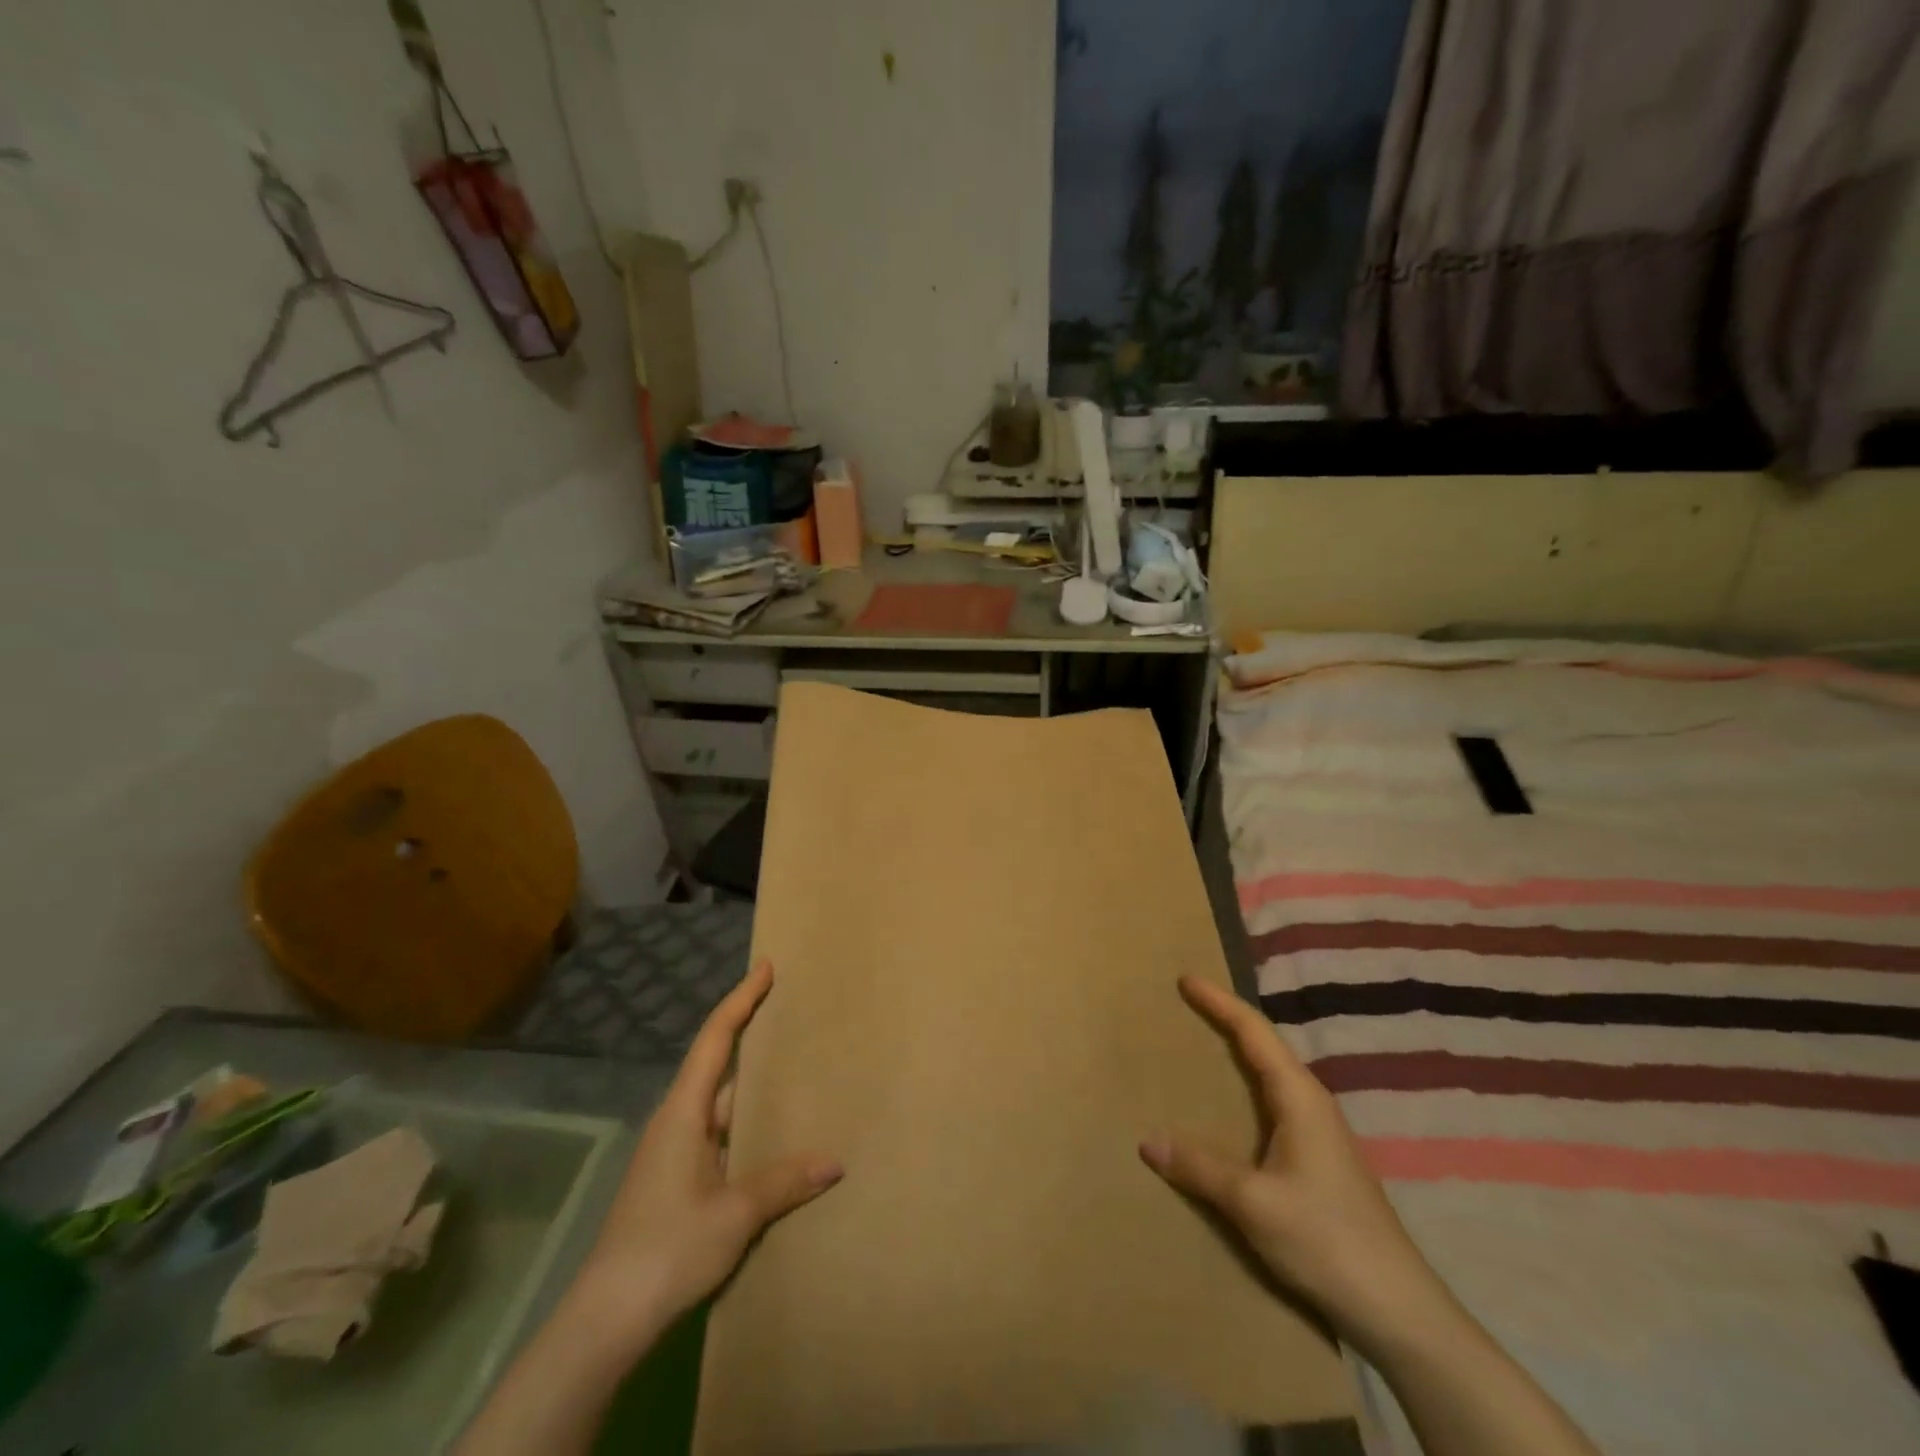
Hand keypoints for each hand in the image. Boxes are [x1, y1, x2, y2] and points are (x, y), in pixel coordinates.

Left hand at [574, 960, 842, 1350]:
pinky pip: (718, 1132)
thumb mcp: (734, 1214)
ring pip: (719, 1102)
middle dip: (750, 1032)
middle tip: (790, 1011)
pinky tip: (772, 1133)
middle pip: (717, 1062)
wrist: (606, 1320)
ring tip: (794, 1067)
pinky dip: (746, 1120)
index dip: (741, 999)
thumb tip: (836, 1161)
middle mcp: (677, 1120)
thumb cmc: (667, 1249)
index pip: (715, 1038)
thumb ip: (784, 1182)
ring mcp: (673, 1151)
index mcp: (684, 1111)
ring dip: (751, 1083)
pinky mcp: (675, 1179)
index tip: (766, 968)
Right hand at [1139, 976, 1453, 1358]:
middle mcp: (1311, 1103)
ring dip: (1236, 1054)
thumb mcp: (1253, 1202)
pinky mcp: (1318, 1160)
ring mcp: (1319, 1133)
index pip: (1253, 1031)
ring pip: (1270, 1075)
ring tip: (1198, 1045)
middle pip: (1263, 1045)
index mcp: (1299, 1097)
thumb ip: (1199, 1167)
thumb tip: (1147, 1140)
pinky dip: (1244, 1088)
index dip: (1218, 1002)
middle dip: (1225, 1019)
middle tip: (1186, 1004)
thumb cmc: (1326, 1240)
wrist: (1398, 1311)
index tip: (1185, 979)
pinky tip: (1227, 1109)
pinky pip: (1272, 1104)